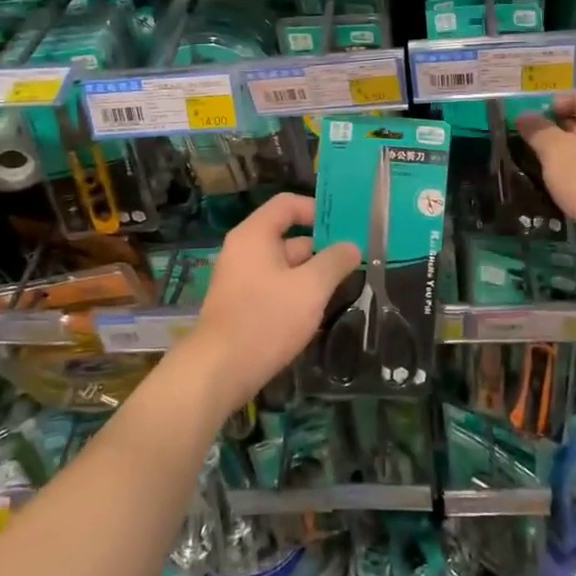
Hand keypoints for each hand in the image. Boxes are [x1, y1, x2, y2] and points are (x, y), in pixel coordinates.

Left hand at [178, 193, 360, 416]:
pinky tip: (319, 312)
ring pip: (285, 266)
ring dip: (312, 274)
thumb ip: (334, 262)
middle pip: (288, 236)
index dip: (317, 209)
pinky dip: (296, 293)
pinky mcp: (242, 305)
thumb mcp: (310, 288)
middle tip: (354, 262)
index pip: (287, 204)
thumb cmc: (267, 319)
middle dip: (321, 248)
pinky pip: (275, 288)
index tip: (345, 226)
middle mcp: (244, 250)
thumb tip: (351, 246)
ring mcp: (241, 279)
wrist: (220, 370)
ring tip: (344, 288)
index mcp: (255, 235)